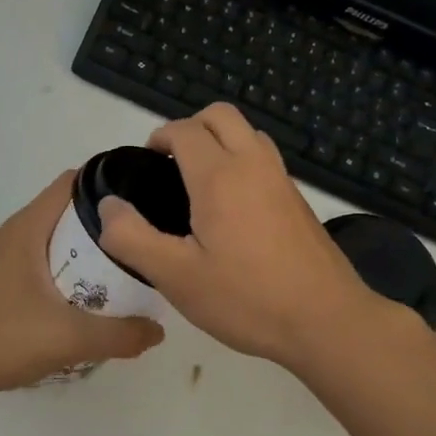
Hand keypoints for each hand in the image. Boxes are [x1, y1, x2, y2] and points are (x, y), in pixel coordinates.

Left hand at [0, 170, 164, 401]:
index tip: (139, 200)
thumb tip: (158, 331)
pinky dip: (59, 268)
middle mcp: (10, 233)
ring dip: (80, 249)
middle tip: (136, 244)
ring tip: (114, 272)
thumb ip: (120, 335)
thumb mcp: (70, 339)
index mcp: (26, 229)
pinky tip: (76, 299)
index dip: (106, 184)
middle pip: (63, 211)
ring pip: (48, 238)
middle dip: (101, 224)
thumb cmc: (2, 339)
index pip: (71, 183)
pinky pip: (34, 260)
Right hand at [95, 104, 401, 371]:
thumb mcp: (176, 277)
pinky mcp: (298, 200)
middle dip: (190, 127)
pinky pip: (265, 159)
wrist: (327, 321)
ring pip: (248, 133)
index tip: (147, 165)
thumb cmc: (246, 298)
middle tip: (171, 165)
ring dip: (220, 141)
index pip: (185, 129)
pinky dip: (242, 161)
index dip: (160, 137)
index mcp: (220, 176)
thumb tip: (108, 207)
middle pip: (220, 115)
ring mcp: (282, 180)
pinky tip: (232, 210)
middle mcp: (254, 164)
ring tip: (199, 184)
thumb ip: (132, 238)